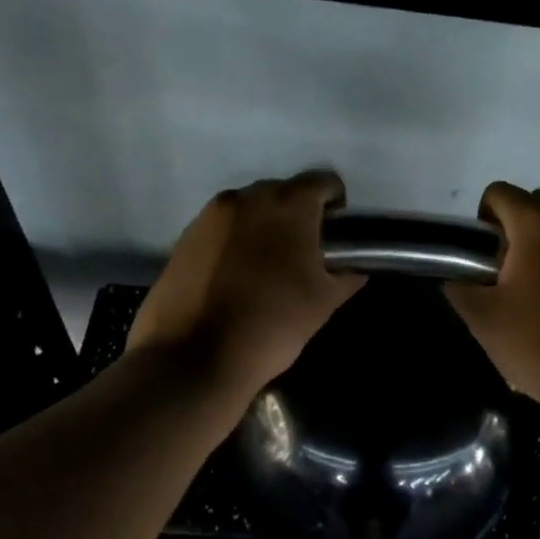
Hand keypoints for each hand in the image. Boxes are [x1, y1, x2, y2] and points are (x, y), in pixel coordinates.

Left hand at [127, 171, 365, 395]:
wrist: (194, 357)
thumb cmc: (272, 324)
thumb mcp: (323, 304)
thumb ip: (345, 278)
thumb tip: (355, 271)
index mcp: (288, 205)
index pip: (322, 182)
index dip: (336, 204)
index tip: (337, 233)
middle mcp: (247, 198)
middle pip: (282, 192)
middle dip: (297, 215)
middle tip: (304, 252)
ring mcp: (210, 216)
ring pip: (248, 210)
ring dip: (264, 227)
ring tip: (268, 266)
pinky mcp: (184, 238)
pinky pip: (221, 229)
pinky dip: (235, 242)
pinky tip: (237, 277)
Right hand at [445, 182, 539, 411]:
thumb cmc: (539, 344)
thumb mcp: (482, 320)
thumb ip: (460, 289)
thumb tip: (457, 278)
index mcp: (538, 225)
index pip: (499, 193)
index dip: (482, 221)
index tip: (483, 259)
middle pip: (535, 203)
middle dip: (515, 229)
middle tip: (507, 273)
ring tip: (537, 287)